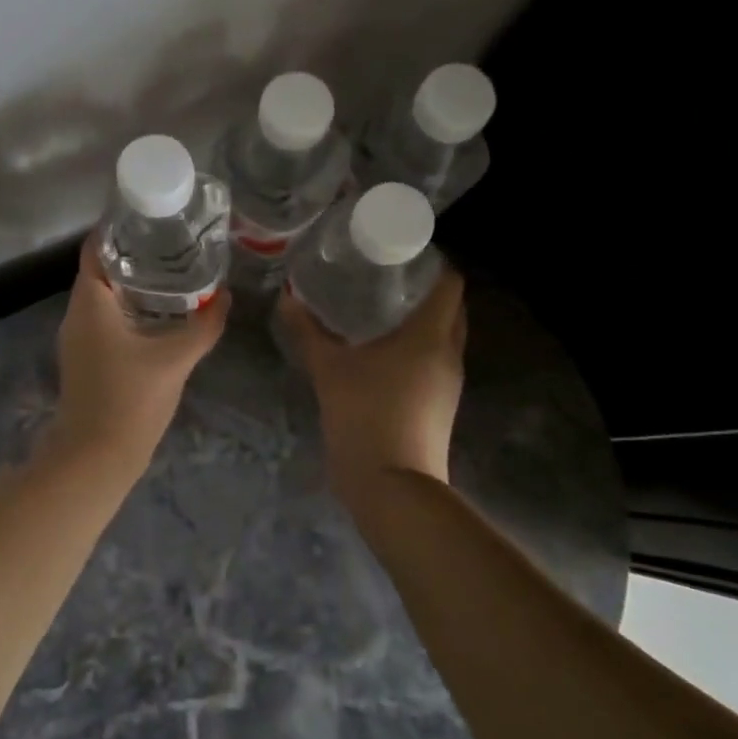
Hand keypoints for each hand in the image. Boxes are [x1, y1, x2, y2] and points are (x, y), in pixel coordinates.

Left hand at [49, 235, 229, 463]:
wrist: (96, 458)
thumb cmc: (130, 400)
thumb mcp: (175, 358)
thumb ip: (204, 325)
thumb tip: (226, 296)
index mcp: (90, 301)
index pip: (97, 247)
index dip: (121, 227)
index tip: (153, 216)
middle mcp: (77, 313)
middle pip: (102, 268)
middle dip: (136, 253)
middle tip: (174, 241)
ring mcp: (78, 337)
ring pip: (104, 295)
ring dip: (134, 281)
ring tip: (174, 269)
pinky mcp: (86, 357)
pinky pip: (106, 318)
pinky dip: (130, 306)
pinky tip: (160, 312)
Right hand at [277, 266, 466, 484]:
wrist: (392, 486)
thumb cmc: (365, 414)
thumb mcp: (328, 369)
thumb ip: (307, 331)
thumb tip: (287, 298)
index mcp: (431, 335)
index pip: (450, 283)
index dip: (433, 263)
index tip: (401, 252)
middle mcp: (449, 353)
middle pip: (451, 308)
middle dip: (425, 289)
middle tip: (385, 277)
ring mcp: (449, 383)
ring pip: (444, 336)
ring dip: (422, 320)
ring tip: (379, 308)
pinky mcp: (440, 405)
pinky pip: (435, 361)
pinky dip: (417, 347)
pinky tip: (382, 351)